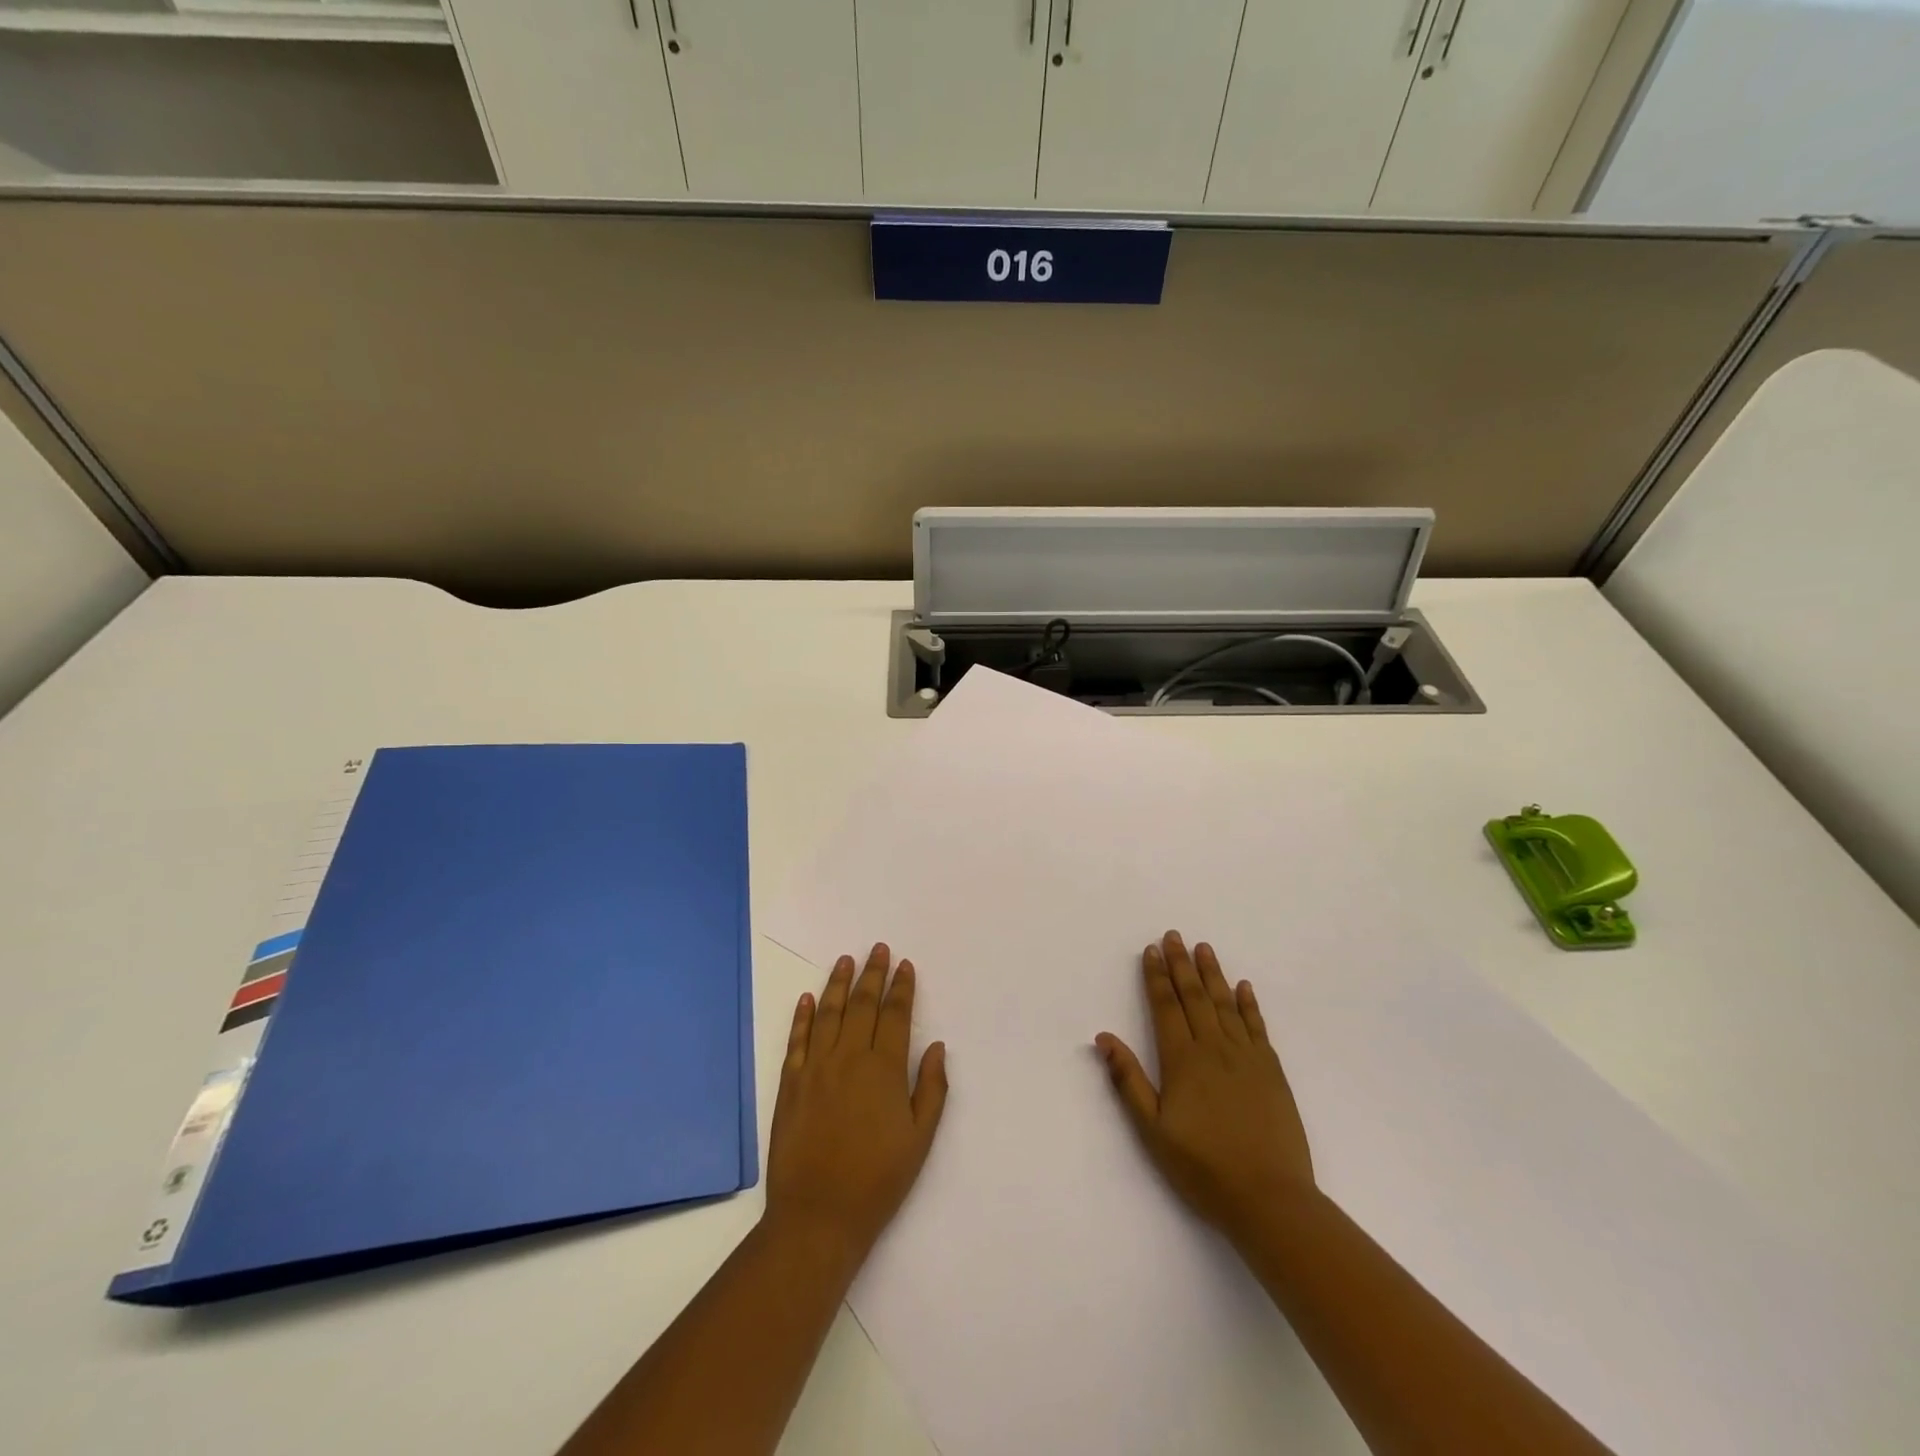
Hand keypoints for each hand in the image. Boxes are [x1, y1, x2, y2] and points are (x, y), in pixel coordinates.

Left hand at [766, 945, 948, 1266]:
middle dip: (872, 974)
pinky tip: (808, 999)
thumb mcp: (919, 1139)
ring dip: (838, 984)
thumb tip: (936, 1046)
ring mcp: (816, 1068)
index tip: (905, 965)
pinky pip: (797, 1040)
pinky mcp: (790, 1084)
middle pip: (862, 1005)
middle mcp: (849, 1058)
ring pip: (829, 1014)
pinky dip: (803, 1017)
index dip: (902, 988)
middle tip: (878, 949)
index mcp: (884, 1069)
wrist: (818, 1215)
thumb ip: (931, 1089)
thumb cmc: (878, 1180)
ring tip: (845, 960)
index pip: (896, 1015)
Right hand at [1095, 931, 1313, 1242]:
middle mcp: (1214, 1048)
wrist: (1270, 1198)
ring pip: (1225, 1004)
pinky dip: (1249, 1004)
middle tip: (1174, 935)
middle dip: (1181, 964)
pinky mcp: (1272, 1071)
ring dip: (1213, 974)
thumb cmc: (1203, 1167)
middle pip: (1194, 996)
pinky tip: (1244, 987)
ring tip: (1204, 948)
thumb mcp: (1153, 1130)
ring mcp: (1246, 1057)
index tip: (1151, 950)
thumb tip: (1104, 1037)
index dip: (1156, 977)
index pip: (1165, 1006)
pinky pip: (1257, 1026)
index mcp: (1182, 1060)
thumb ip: (1128, 1080)